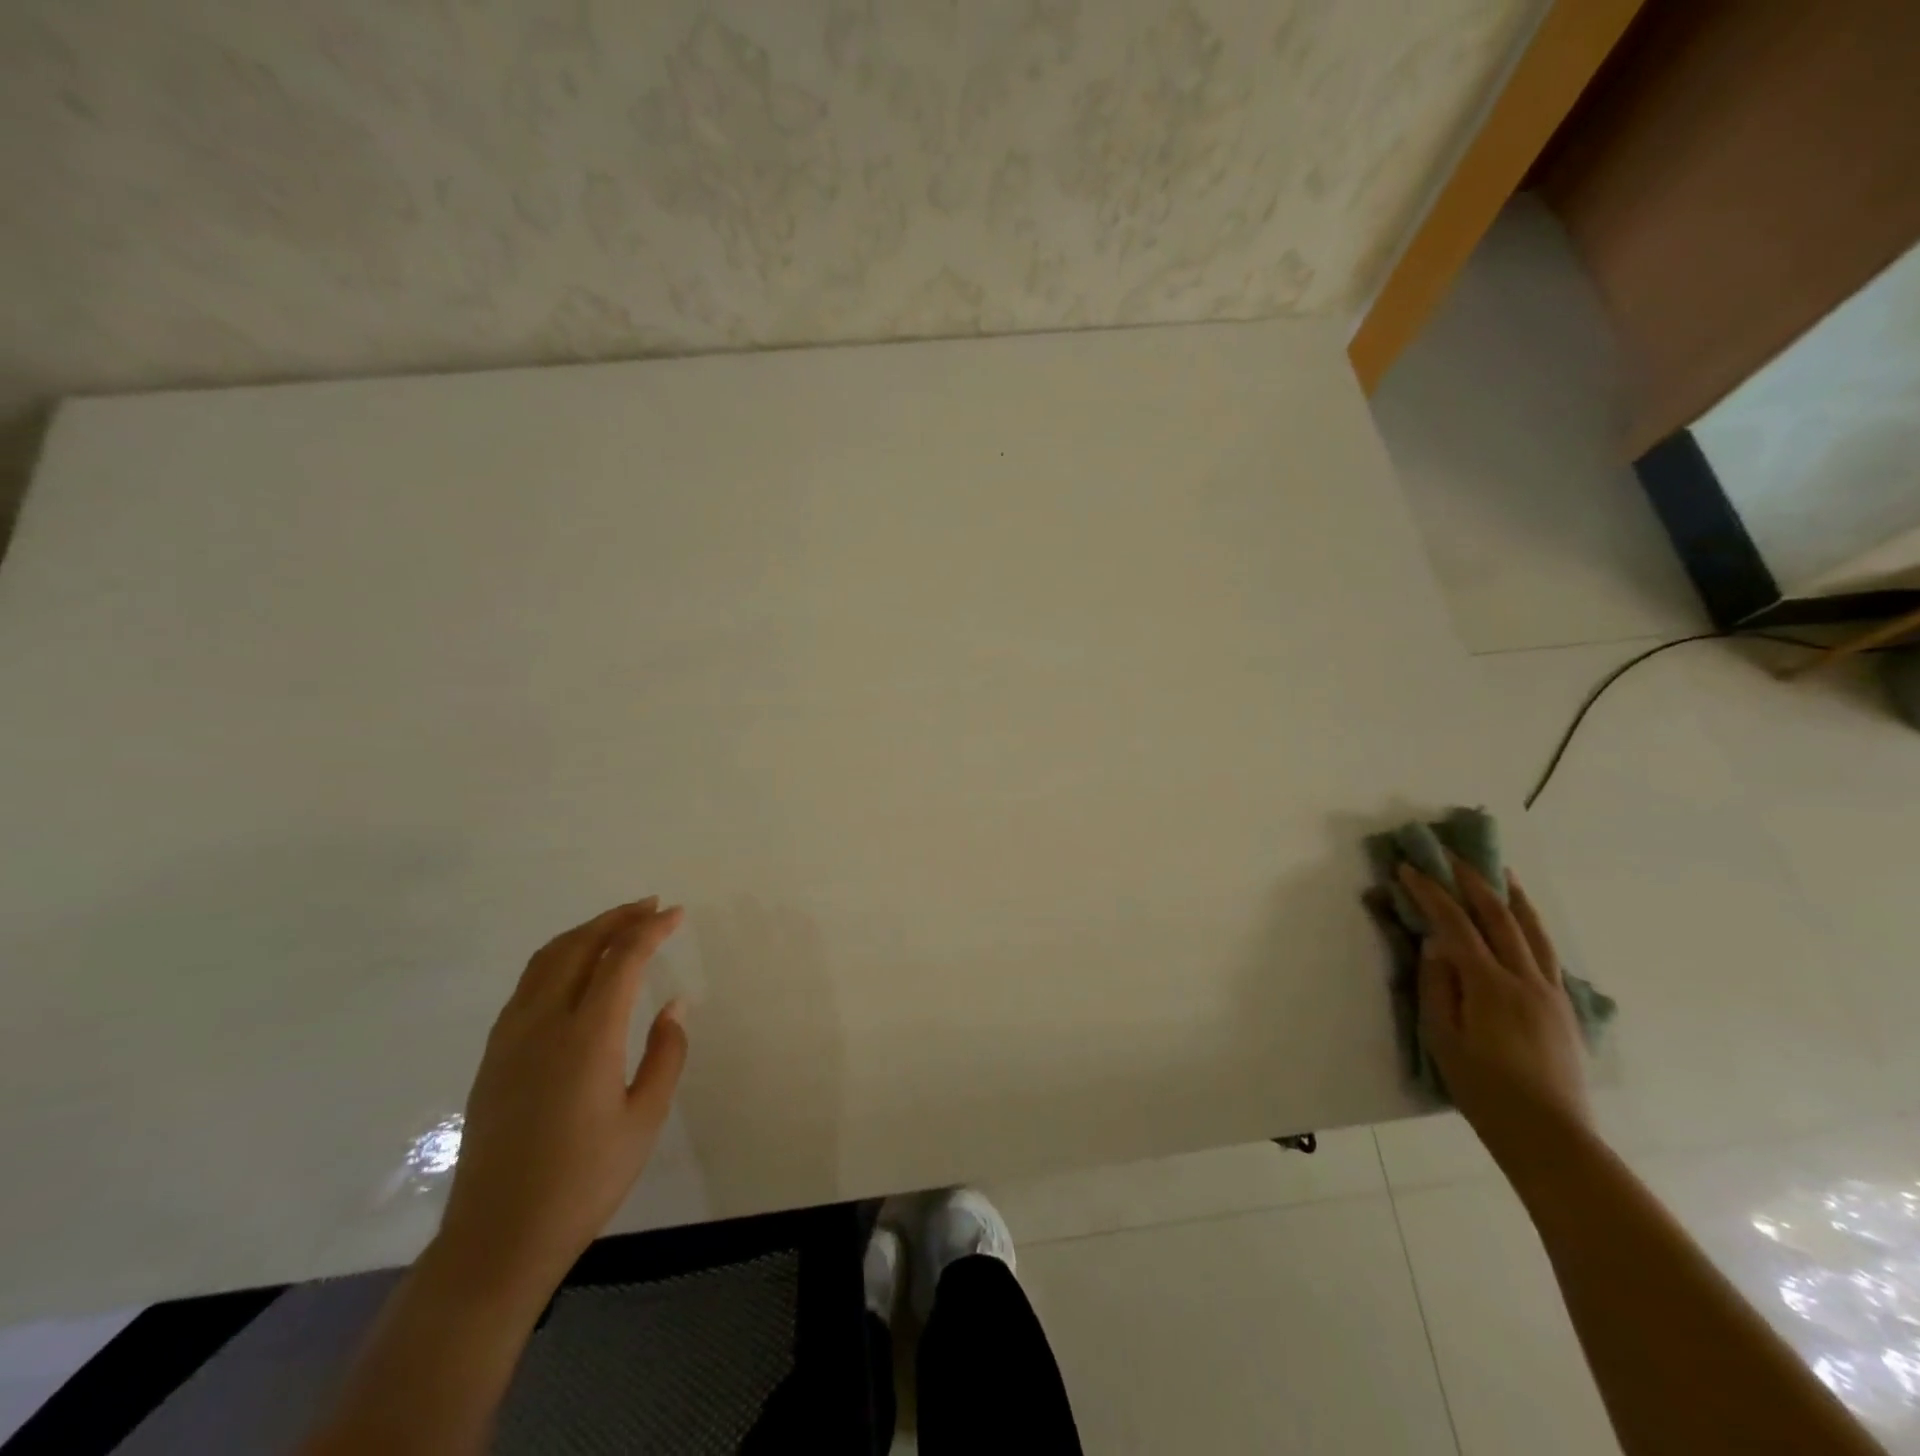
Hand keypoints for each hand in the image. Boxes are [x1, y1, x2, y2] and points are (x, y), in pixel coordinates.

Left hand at [436, 898, 689, 1296]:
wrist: (497, 1239)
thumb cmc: (583, 1181)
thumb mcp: (644, 1119)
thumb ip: (666, 1054)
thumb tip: (674, 1005)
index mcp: (587, 1037)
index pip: (621, 959)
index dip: (651, 929)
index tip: (677, 914)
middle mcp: (543, 1024)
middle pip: (579, 946)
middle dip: (617, 919)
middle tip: (651, 907)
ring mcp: (510, 1038)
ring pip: (546, 960)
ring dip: (585, 933)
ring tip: (618, 926)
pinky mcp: (494, 1056)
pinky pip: (528, 985)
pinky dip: (559, 958)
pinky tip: (577, 971)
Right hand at [1397, 859, 1591, 1174]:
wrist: (1549, 1134)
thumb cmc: (1483, 1089)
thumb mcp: (1442, 1037)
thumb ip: (1436, 985)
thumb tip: (1434, 944)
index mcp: (1490, 985)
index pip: (1455, 925)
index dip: (1430, 893)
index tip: (1408, 869)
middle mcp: (1525, 978)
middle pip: (1498, 916)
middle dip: (1471, 880)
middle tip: (1450, 855)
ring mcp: (1551, 990)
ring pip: (1532, 929)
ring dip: (1510, 894)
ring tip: (1497, 870)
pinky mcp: (1564, 1005)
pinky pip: (1548, 951)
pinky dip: (1531, 924)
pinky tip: (1522, 917)